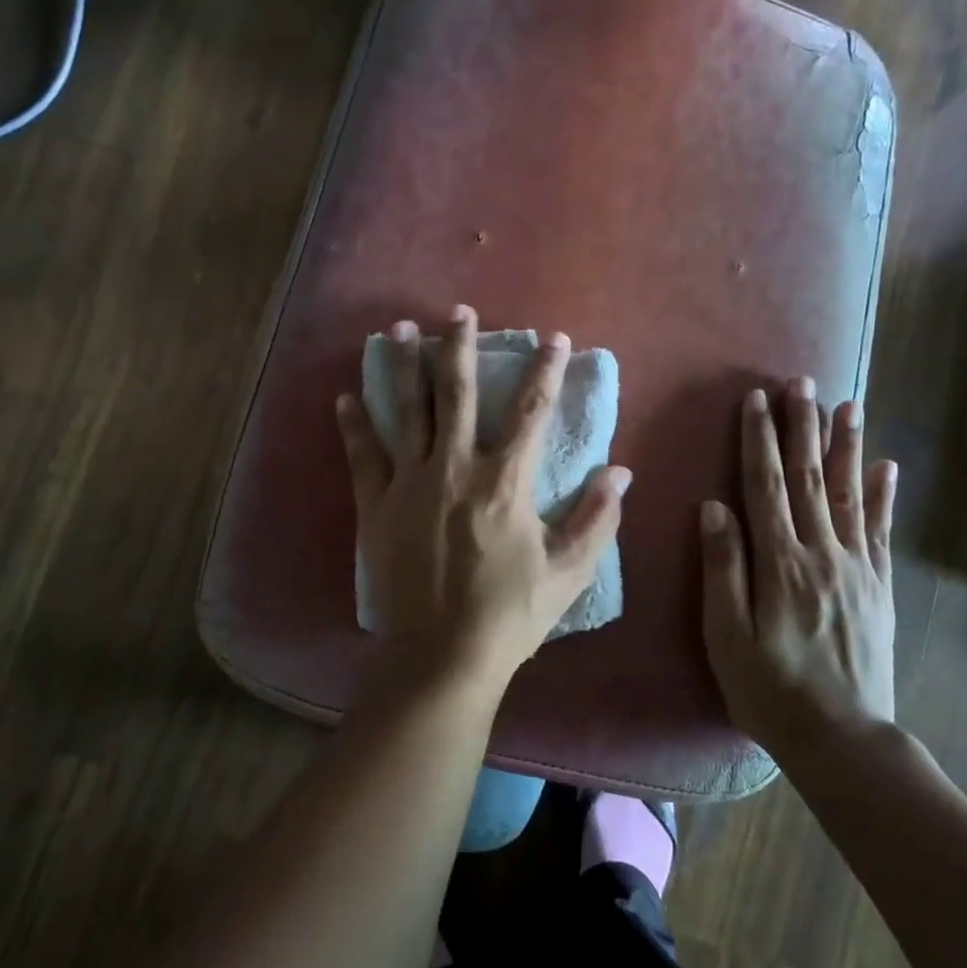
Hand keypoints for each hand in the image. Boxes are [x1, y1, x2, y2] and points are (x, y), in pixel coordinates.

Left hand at [337, 306, 630, 691]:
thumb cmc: (509, 615)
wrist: (441, 655)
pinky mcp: (376, 506)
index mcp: (505, 482)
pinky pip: (363, 455)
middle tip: (460, 312)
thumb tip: (621, 471)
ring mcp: (409, 484)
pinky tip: (345, 396)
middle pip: (458, 394)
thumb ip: (597, 518)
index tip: (554, 338)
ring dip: (404, 367)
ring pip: (407, 411)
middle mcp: (455, 468)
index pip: (531, 412)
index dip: (546, 371)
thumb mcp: (568, 572)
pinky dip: (354, 425)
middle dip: (461, 347)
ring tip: (399, 328)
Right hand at [699, 380, 897, 756]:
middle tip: (802, 382)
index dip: (759, 440)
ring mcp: (857, 568)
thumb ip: (723, 568)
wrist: (843, 738)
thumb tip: (714, 507)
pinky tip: (887, 467)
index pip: (766, 486)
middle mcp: (822, 553)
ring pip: (850, 494)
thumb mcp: (726, 635)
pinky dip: (884, 495)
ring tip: (847, 405)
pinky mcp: (879, 587)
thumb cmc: (769, 688)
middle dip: (802, 427)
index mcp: (779, 563)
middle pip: (810, 478)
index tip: (755, 399)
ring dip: (846, 446)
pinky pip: (882, 531)